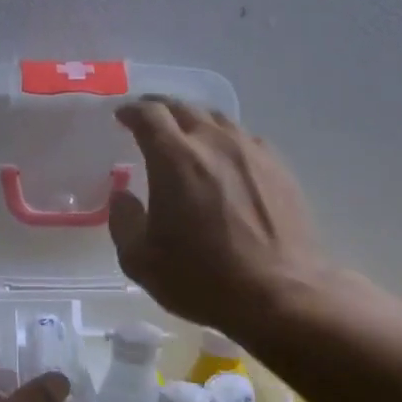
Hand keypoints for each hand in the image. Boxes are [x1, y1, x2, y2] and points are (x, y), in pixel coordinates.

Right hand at [109, 96, 334, 333]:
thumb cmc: (202, 278)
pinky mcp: (279, 168)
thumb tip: (122, 195)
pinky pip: (245, 139)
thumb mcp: (141, 260)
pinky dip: (224, 141)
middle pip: (184, 107)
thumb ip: (123, 221)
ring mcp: (252, 152)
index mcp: (175, 158)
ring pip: (218, 119)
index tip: (121, 116)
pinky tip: (223, 161)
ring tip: (185, 136)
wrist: (281, 294)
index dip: (131, 111)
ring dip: (194, 121)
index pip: (149, 114)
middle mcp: (214, 143)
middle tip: (147, 120)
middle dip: (160, 108)